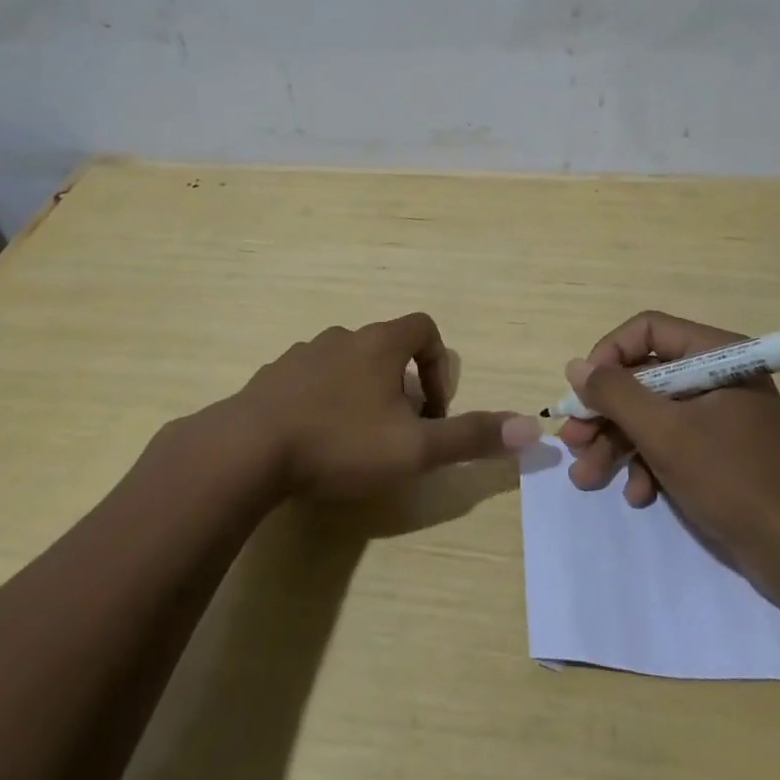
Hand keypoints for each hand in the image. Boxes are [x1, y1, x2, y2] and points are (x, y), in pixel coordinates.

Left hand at [235, 312, 538, 500]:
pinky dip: (323, 401)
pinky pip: (309, 380)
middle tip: (398, 432)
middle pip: (385, 348)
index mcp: (379, 344)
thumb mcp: (413, 449)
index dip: (438, 365)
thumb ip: (470, 437)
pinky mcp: (271, 377)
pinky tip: (314, 441)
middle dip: (401, 386)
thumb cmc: (339, 443)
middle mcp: (342, 337)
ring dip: (361, 393)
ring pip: (346, 363)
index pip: (424, 328)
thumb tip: (533, 427)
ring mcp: (302, 354)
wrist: (246, 451)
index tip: (432, 410)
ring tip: (356, 440)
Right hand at [559, 311, 779, 565]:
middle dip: (606, 412)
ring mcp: (719, 415)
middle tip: (573, 440)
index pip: (648, 330)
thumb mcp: (664, 433)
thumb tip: (575, 366)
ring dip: (617, 444)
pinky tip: (637, 495)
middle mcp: (718, 376)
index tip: (583, 391)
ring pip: (652, 414)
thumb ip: (615, 393)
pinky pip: (672, 442)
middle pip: (644, 377)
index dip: (609, 355)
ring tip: (587, 478)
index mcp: (717, 354)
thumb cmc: (732, 480)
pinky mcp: (719, 451)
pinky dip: (648, 464)